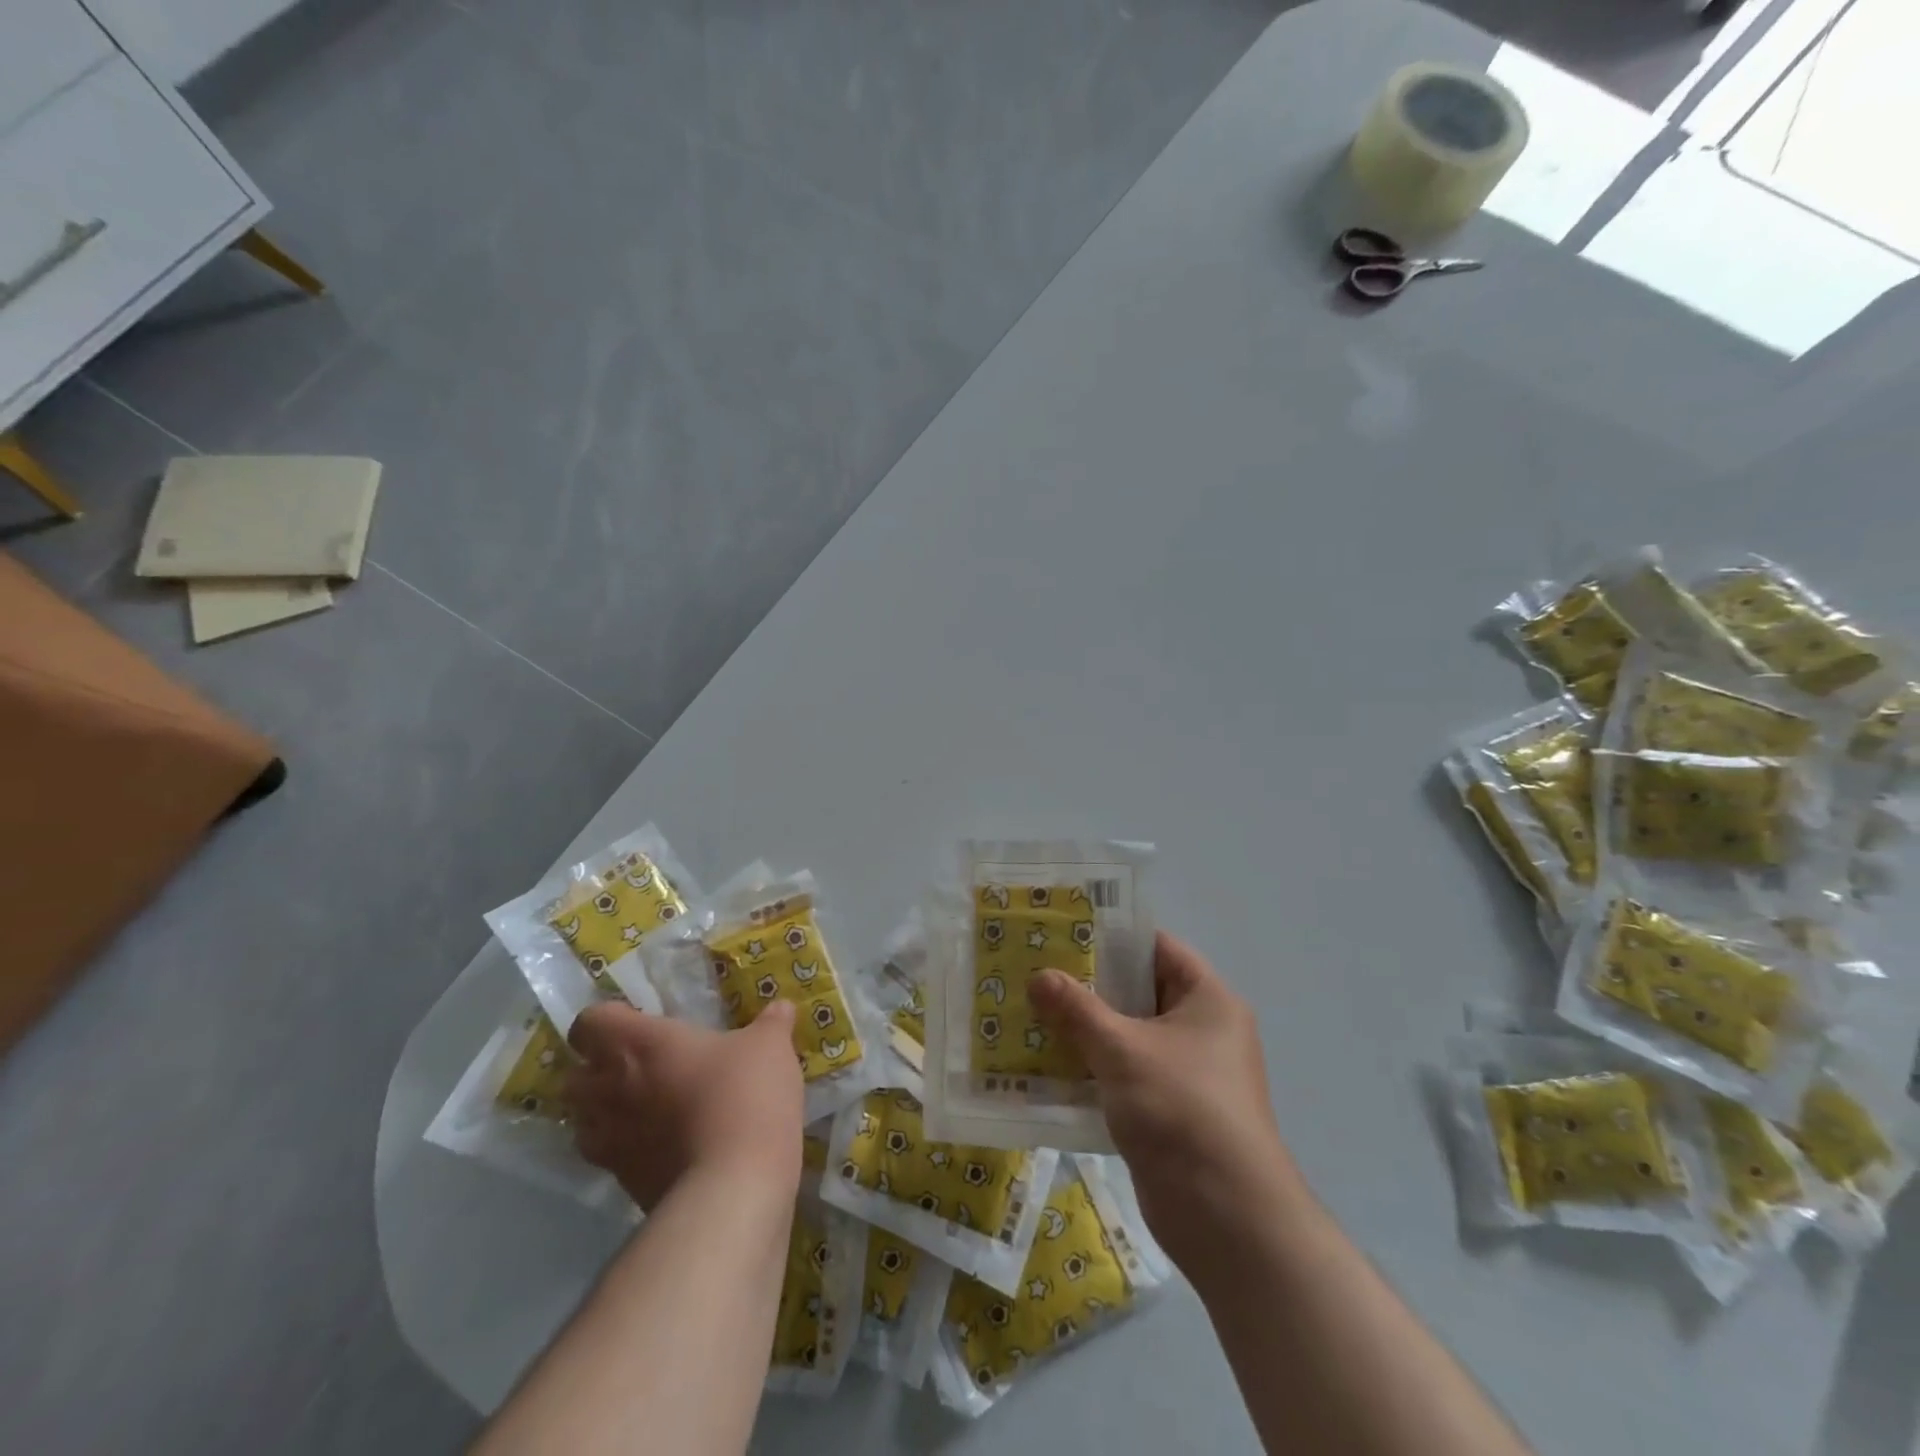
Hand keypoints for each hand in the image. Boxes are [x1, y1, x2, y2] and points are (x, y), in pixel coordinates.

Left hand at [565, 1000, 804, 1211]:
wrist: (734, 1186)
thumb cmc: (746, 1095)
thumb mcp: (770, 1047)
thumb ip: (771, 1023)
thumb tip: (781, 1007)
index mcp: (639, 1044)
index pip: (589, 1023)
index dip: (605, 1019)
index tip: (635, 1021)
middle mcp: (611, 1089)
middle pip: (572, 1075)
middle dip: (594, 1069)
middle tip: (636, 1064)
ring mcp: (611, 1142)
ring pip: (582, 1121)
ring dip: (602, 1111)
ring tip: (641, 1107)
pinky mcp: (622, 1183)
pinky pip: (609, 1157)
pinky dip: (625, 1148)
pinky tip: (662, 1144)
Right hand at [1030, 931, 1301, 1278]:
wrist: (1227, 1219)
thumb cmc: (1181, 1109)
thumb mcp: (1122, 1050)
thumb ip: (1077, 1010)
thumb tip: (1039, 976)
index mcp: (1207, 999)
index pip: (1156, 948)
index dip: (1111, 937)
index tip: (1061, 932)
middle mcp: (1202, 1030)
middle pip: (1138, 992)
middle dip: (1087, 986)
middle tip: (1035, 972)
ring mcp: (1187, 1074)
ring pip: (1127, 1036)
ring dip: (1084, 1030)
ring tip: (1030, 1013)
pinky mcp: (1168, 1111)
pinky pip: (1124, 1075)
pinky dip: (1092, 1068)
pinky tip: (1046, 1065)